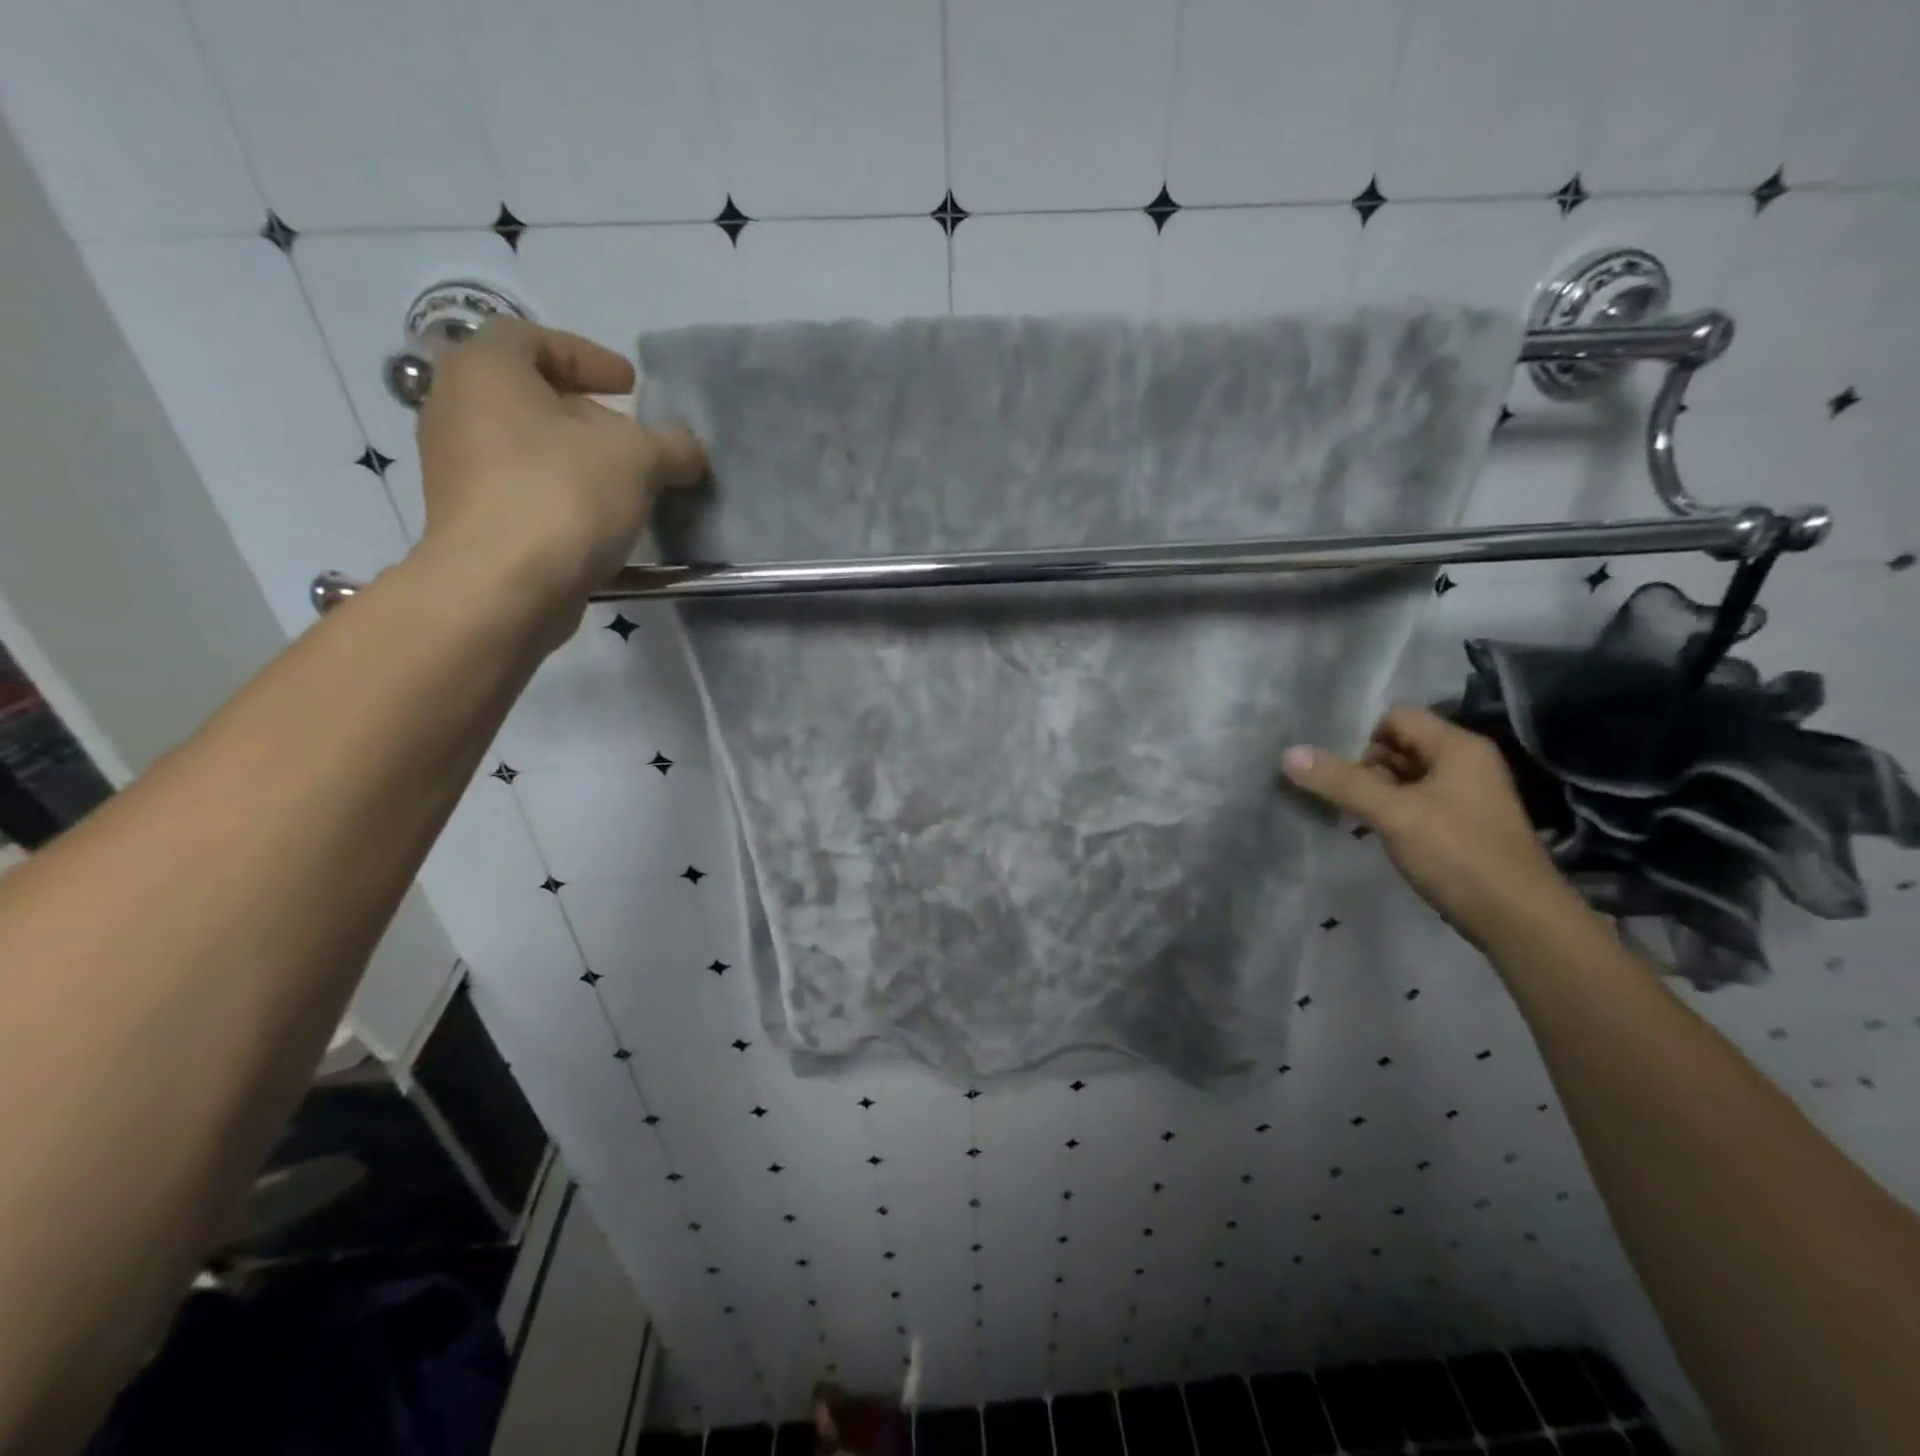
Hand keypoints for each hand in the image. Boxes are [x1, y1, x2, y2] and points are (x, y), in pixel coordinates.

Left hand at [413, 317, 705, 625]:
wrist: (502, 587)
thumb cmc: (563, 496)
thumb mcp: (639, 459)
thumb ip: (672, 444)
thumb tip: (689, 448)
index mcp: (486, 370)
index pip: (534, 338)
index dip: (588, 356)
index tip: (631, 386)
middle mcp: (456, 409)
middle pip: (530, 396)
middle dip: (587, 413)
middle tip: (632, 436)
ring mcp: (455, 468)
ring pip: (526, 446)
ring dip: (576, 459)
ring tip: (625, 484)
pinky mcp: (468, 518)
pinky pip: (521, 489)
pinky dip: (560, 494)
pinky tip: (599, 520)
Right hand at [1282, 705, 1587, 948]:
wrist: (1520, 921)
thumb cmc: (1459, 856)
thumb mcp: (1393, 814)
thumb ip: (1341, 782)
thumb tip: (1288, 753)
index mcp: (1457, 747)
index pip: (1396, 717)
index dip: (1359, 734)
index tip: (1327, 762)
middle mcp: (1465, 763)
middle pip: (1399, 745)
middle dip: (1359, 762)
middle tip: (1325, 786)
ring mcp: (1465, 796)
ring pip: (1405, 776)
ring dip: (1370, 788)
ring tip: (1336, 806)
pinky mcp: (1460, 825)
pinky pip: (1414, 802)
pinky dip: (1387, 809)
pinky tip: (1364, 828)